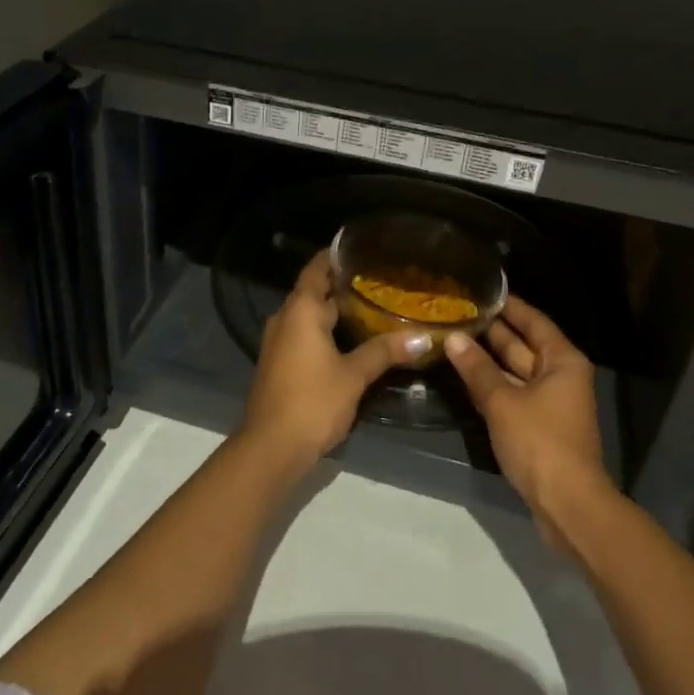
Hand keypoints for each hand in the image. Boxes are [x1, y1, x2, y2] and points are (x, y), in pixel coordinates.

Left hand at [242, 252, 429, 467]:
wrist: (271, 446)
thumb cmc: (312, 401)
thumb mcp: (353, 375)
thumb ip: (384, 352)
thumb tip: (422, 337)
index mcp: (300, 311)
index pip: (316, 270)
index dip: (333, 257)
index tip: (358, 248)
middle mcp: (285, 319)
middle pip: (313, 292)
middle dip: (342, 285)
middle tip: (378, 280)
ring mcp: (279, 342)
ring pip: (309, 316)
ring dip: (334, 310)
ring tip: (371, 306)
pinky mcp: (280, 363)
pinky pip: (304, 334)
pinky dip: (325, 330)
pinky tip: (350, 339)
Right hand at [445, 297, 616, 530]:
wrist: (567, 504)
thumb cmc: (540, 442)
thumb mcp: (502, 400)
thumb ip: (476, 368)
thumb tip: (453, 338)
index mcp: (562, 361)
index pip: (533, 321)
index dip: (508, 305)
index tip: (481, 290)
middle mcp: (560, 375)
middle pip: (524, 345)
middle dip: (492, 331)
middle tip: (457, 312)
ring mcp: (550, 402)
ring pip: (515, 371)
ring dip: (487, 359)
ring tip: (453, 339)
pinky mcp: (539, 426)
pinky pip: (513, 393)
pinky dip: (491, 384)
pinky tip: (464, 375)